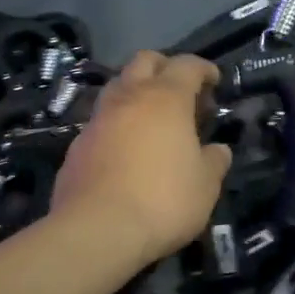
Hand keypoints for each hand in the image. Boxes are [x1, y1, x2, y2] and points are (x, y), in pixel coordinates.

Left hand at [53, 52, 233, 266]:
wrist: (96, 231)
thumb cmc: (163, 201)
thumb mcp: (206, 186)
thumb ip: (214, 161)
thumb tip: (217, 150)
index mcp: (166, 99)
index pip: (187, 65)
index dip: (203, 68)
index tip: (214, 81)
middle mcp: (129, 98)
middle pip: (144, 61)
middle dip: (164, 67)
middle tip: (181, 92)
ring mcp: (98, 120)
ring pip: (117, 87)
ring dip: (136, 93)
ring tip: (152, 119)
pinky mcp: (77, 146)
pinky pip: (101, 122)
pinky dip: (117, 125)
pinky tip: (126, 150)